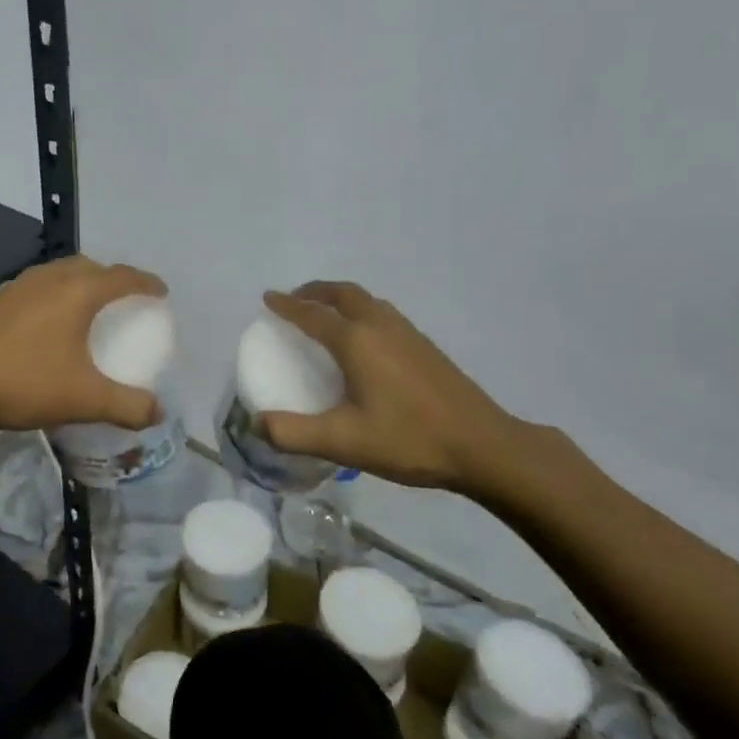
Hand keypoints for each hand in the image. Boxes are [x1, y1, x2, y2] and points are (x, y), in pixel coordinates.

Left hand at [0, 257, 167, 434]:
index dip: (146, 283)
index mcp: (77, 292)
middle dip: (111, 279)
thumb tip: (158, 412)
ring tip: (86, 310)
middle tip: (124, 302)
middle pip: (89, 267)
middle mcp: (48, 279)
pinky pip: (35, 288)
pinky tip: (45, 325)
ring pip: (58, 274)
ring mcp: (16, 286)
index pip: (122, 276)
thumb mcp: (84, 400)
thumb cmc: (24, 383)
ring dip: (79, 284)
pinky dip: (53, 296)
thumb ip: (128, 406)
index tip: (161, 293)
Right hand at [257, 282, 527, 497]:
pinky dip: (361, 313)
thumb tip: (255, 423)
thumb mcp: (342, 441)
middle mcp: (381, 327)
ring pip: (368, 301)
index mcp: (357, 341)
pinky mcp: (426, 347)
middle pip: (344, 293)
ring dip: (341, 299)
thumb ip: (293, 433)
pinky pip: (383, 315)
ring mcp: (408, 334)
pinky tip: (364, 342)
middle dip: (316, 292)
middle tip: (296, 300)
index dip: (287, 305)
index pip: (312, 314)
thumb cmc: (408, 440)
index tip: (268, 298)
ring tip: (326, 316)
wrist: (483, 446)